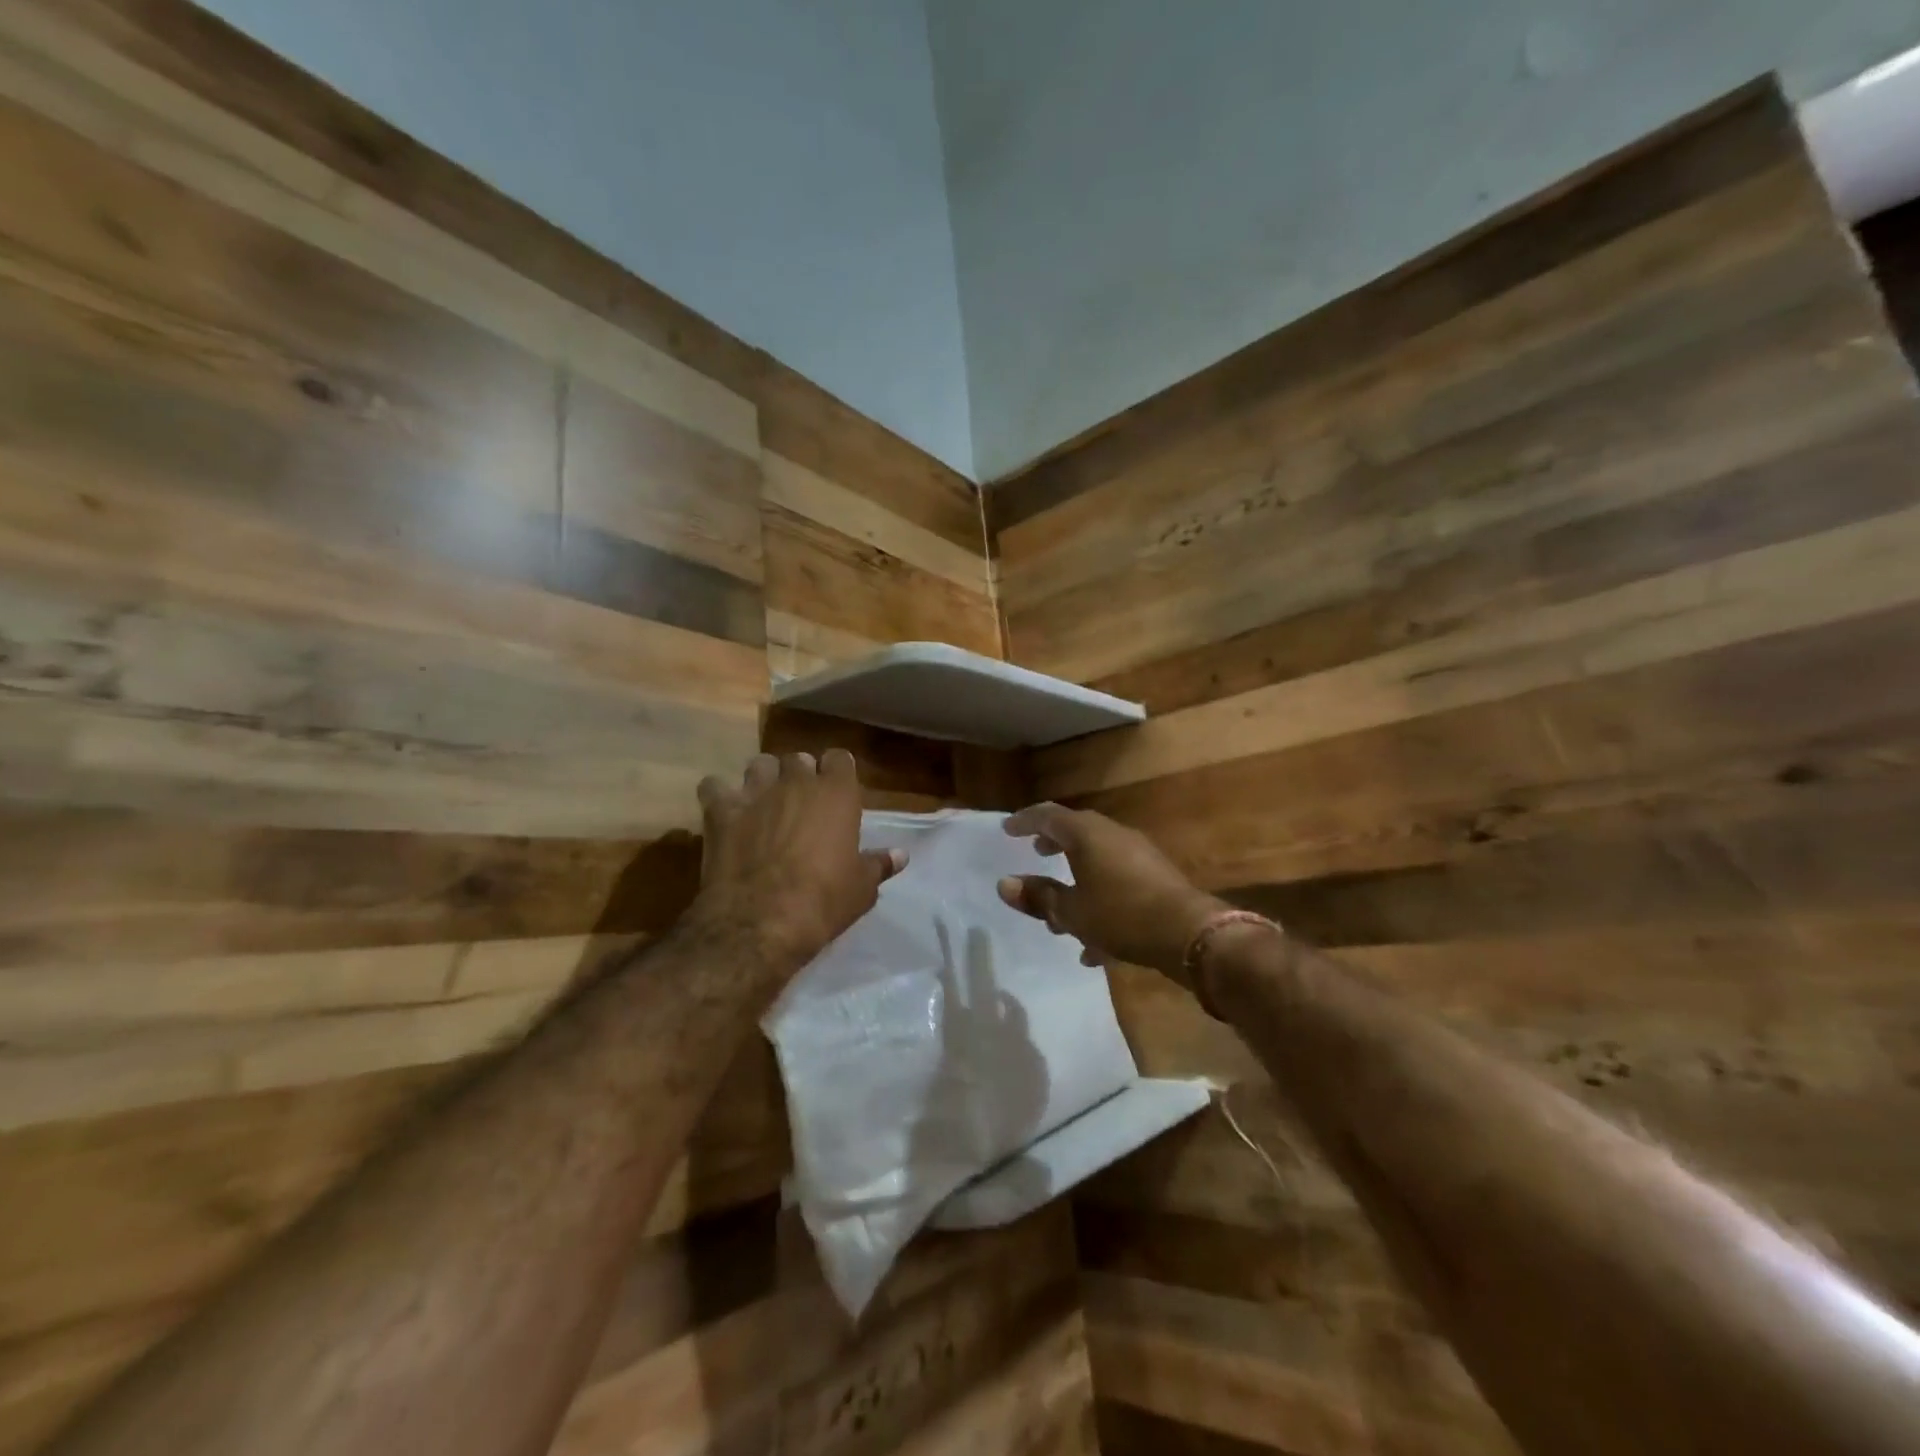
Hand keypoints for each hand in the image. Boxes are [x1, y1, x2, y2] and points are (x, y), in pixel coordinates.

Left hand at [691, 750, 904, 972]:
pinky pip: (713, 786)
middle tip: (800, 801)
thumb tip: (901, 855)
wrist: (762, 919)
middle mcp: (796, 782)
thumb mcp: (862, 888)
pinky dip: (718, 795)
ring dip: (762, 778)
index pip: (840, 759)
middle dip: (799, 774)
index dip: (837, 772)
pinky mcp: (720, 811)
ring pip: (759, 764)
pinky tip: (723, 811)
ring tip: (763, 801)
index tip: (836, 791)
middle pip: (798, 759)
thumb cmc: (824, 900)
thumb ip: (879, 864)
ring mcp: (756, 792)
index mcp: (837, 793)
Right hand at [998, 803, 1225, 983]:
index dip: (1025, 821)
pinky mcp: (1156, 877)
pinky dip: (1100, 899)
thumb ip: (1038, 897)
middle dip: (1054, 843)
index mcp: (1087, 834)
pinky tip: (1094, 944)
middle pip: (1076, 832)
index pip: (1048, 816)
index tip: (1007, 830)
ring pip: (1098, 859)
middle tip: (1036, 853)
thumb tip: (1004, 884)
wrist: (1188, 934)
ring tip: (1060, 908)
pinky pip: (1117, 881)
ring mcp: (1138, 854)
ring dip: (1076, 877)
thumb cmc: (1121, 915)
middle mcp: (1113, 835)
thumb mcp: (1071, 912)